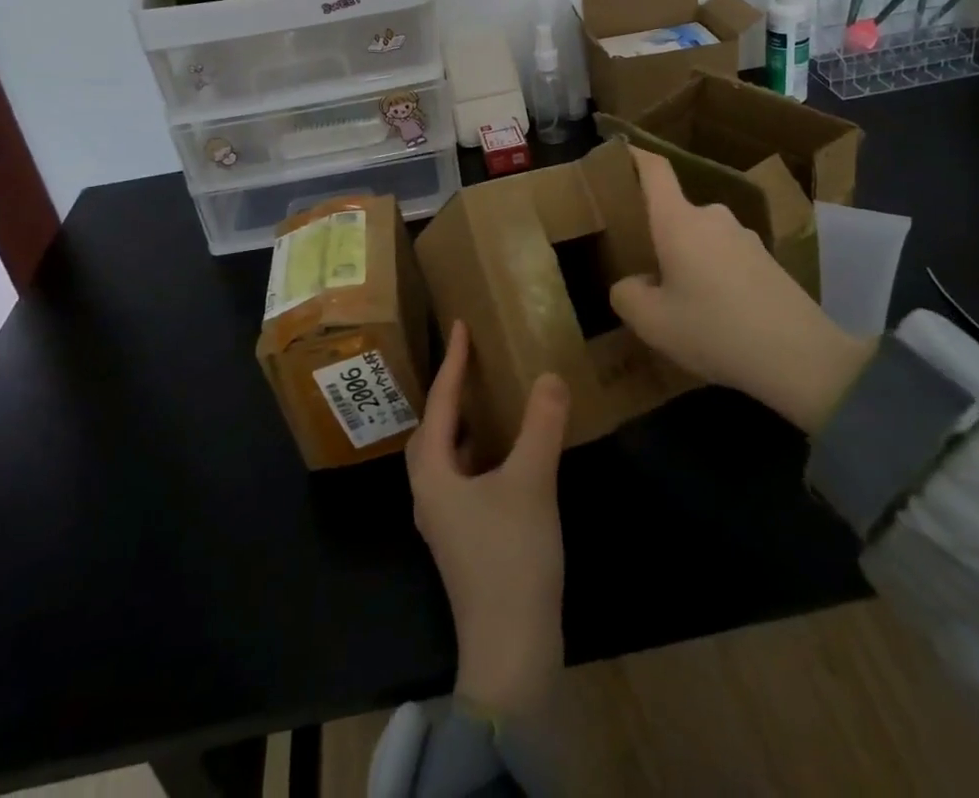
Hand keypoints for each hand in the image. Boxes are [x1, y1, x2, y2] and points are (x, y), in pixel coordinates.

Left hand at [407, 321, 568, 716]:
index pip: (440, 403)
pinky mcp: (464, 542)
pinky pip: (463, 479)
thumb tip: (549, 376)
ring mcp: (445, 522)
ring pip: (446, 457)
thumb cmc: (511, 559)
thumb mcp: (530, 483)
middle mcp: (429, 493)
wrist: (511, 652)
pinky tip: (505, 457)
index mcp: (433, 473)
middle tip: (471, 363)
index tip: (459, 326)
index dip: (452, 362)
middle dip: (449, 394)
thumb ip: (541, 425)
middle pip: (432, 431)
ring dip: (463, 426)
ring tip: (488, 401)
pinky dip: (478, 454)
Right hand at [608, 148, 875, 433]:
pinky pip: (725, 256)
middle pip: (674, 211)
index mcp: (678, 221)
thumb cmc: (714, 330)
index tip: (617, 153)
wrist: (801, 358)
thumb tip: (631, 283)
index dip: (634, 155)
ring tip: (678, 298)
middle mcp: (711, 217)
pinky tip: (714, 314)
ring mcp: (744, 237)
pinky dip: (712, 274)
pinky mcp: (767, 260)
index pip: (654, 170)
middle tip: (640, 265)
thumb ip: (626, 295)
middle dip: (656, 233)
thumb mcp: (651, 323)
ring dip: (687, 258)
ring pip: (700, 237)